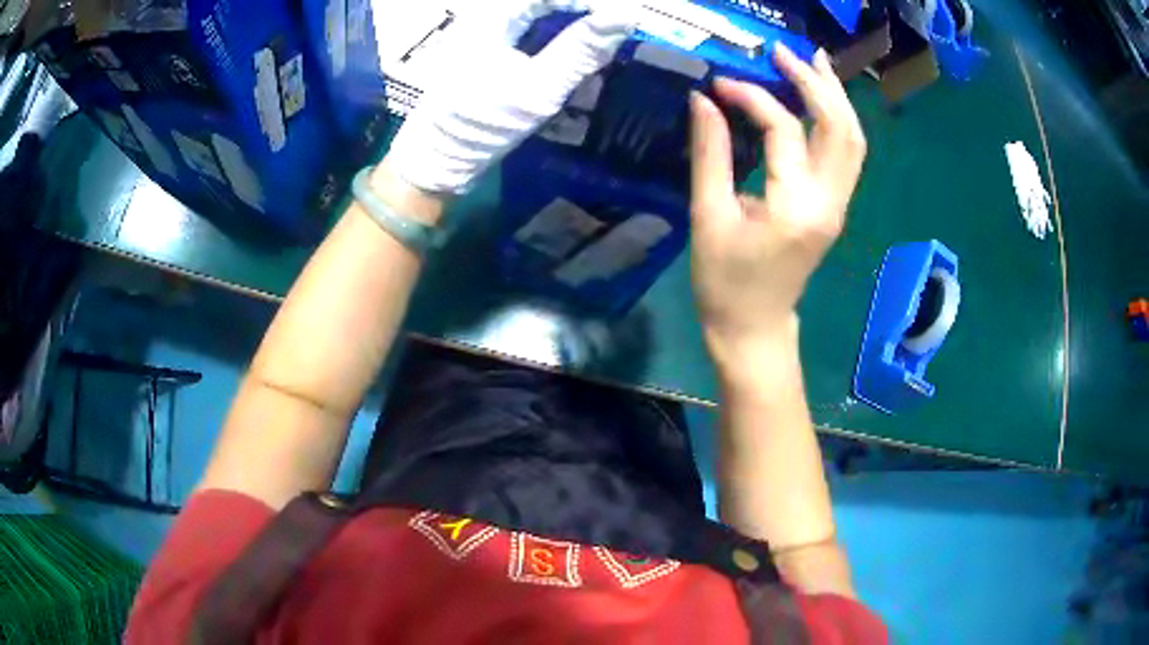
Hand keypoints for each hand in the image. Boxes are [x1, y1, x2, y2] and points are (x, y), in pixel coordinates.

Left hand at [381, 0, 636, 195]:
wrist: (440, 157)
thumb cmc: (482, 125)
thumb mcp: (538, 89)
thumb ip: (580, 51)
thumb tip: (624, 17)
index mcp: (492, 15)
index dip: (591, 1)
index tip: (626, 15)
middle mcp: (489, 13)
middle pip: (546, 1)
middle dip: (585, 8)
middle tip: (620, 22)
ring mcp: (489, 28)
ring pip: (542, 10)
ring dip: (576, 17)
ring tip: (608, 29)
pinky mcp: (493, 45)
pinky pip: (534, 24)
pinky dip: (562, 30)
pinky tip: (582, 41)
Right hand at [689, 46, 866, 361]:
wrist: (755, 328)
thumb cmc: (724, 282)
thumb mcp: (708, 216)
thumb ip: (710, 153)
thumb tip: (703, 100)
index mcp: (796, 207)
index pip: (785, 130)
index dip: (753, 98)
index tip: (720, 84)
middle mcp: (830, 202)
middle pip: (840, 128)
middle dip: (815, 83)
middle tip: (784, 53)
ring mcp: (839, 205)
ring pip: (853, 139)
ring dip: (834, 97)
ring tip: (813, 63)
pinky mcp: (835, 207)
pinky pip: (847, 154)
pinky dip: (836, 119)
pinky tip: (819, 99)